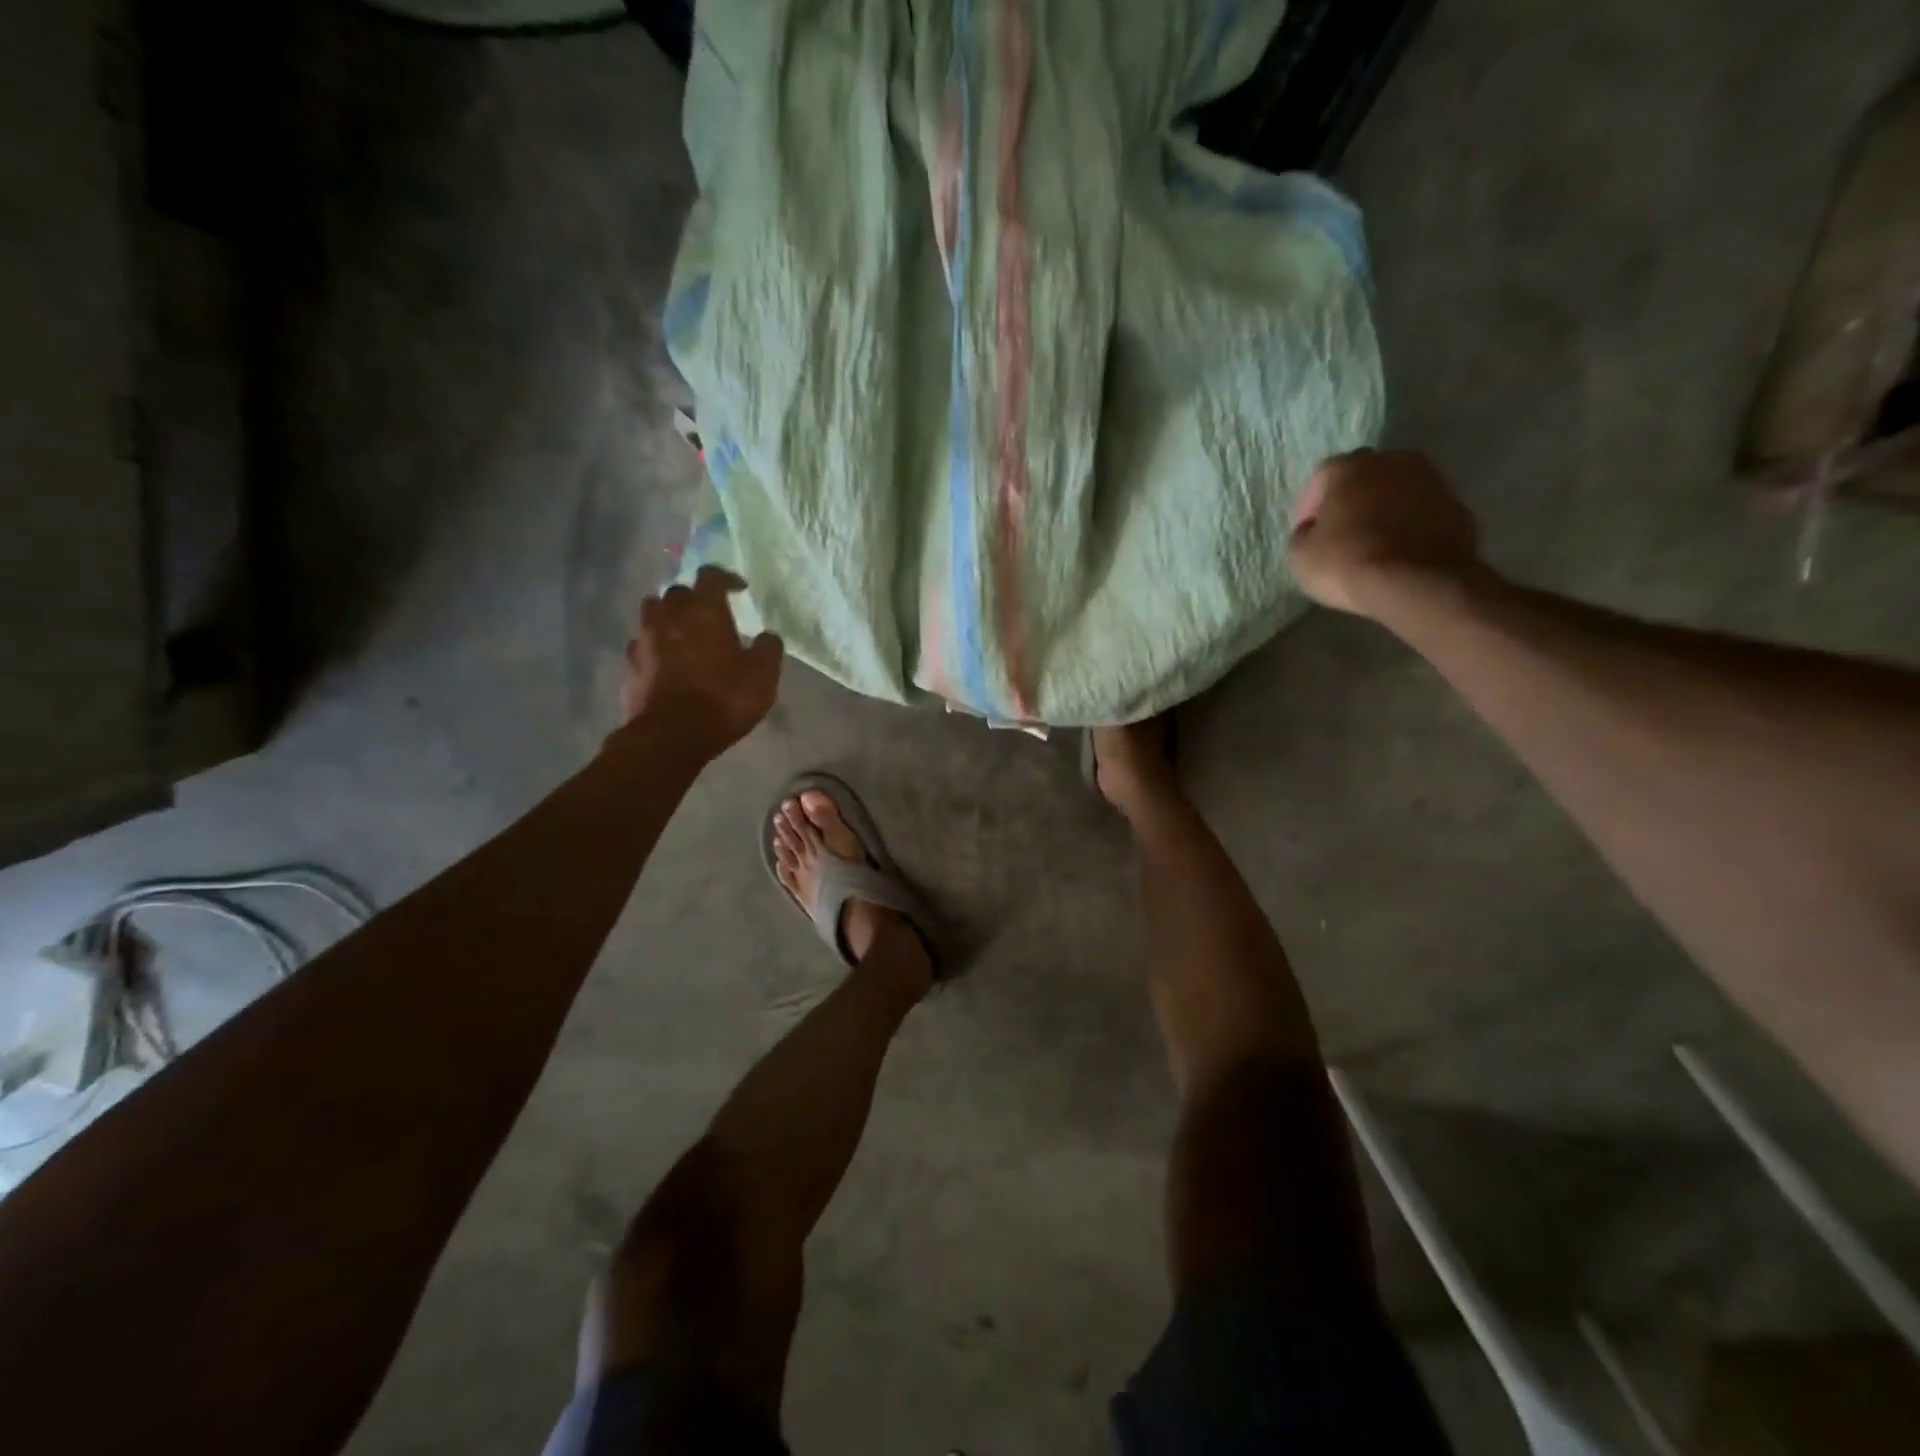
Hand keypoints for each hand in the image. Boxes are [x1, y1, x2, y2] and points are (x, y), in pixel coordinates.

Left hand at [619, 566, 783, 753]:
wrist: (671, 735)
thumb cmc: (724, 698)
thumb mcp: (763, 675)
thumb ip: (768, 648)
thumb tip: (767, 636)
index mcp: (703, 610)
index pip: (710, 576)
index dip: (726, 578)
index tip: (739, 589)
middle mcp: (669, 616)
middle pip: (678, 592)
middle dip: (694, 599)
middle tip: (710, 615)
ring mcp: (645, 639)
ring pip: (653, 614)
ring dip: (668, 618)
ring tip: (683, 634)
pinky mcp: (631, 665)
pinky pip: (642, 645)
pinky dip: (655, 648)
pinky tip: (666, 663)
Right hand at [1289, 449, 1481, 616]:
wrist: (1418, 582)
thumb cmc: (1348, 562)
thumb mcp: (1300, 555)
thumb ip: (1303, 534)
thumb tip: (1314, 529)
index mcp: (1349, 467)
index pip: (1321, 478)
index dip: (1310, 506)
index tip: (1307, 531)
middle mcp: (1392, 461)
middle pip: (1364, 475)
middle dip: (1351, 498)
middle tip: (1342, 529)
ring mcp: (1431, 480)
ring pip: (1398, 489)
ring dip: (1384, 508)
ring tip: (1374, 539)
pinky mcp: (1457, 505)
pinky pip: (1422, 511)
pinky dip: (1411, 524)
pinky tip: (1401, 549)